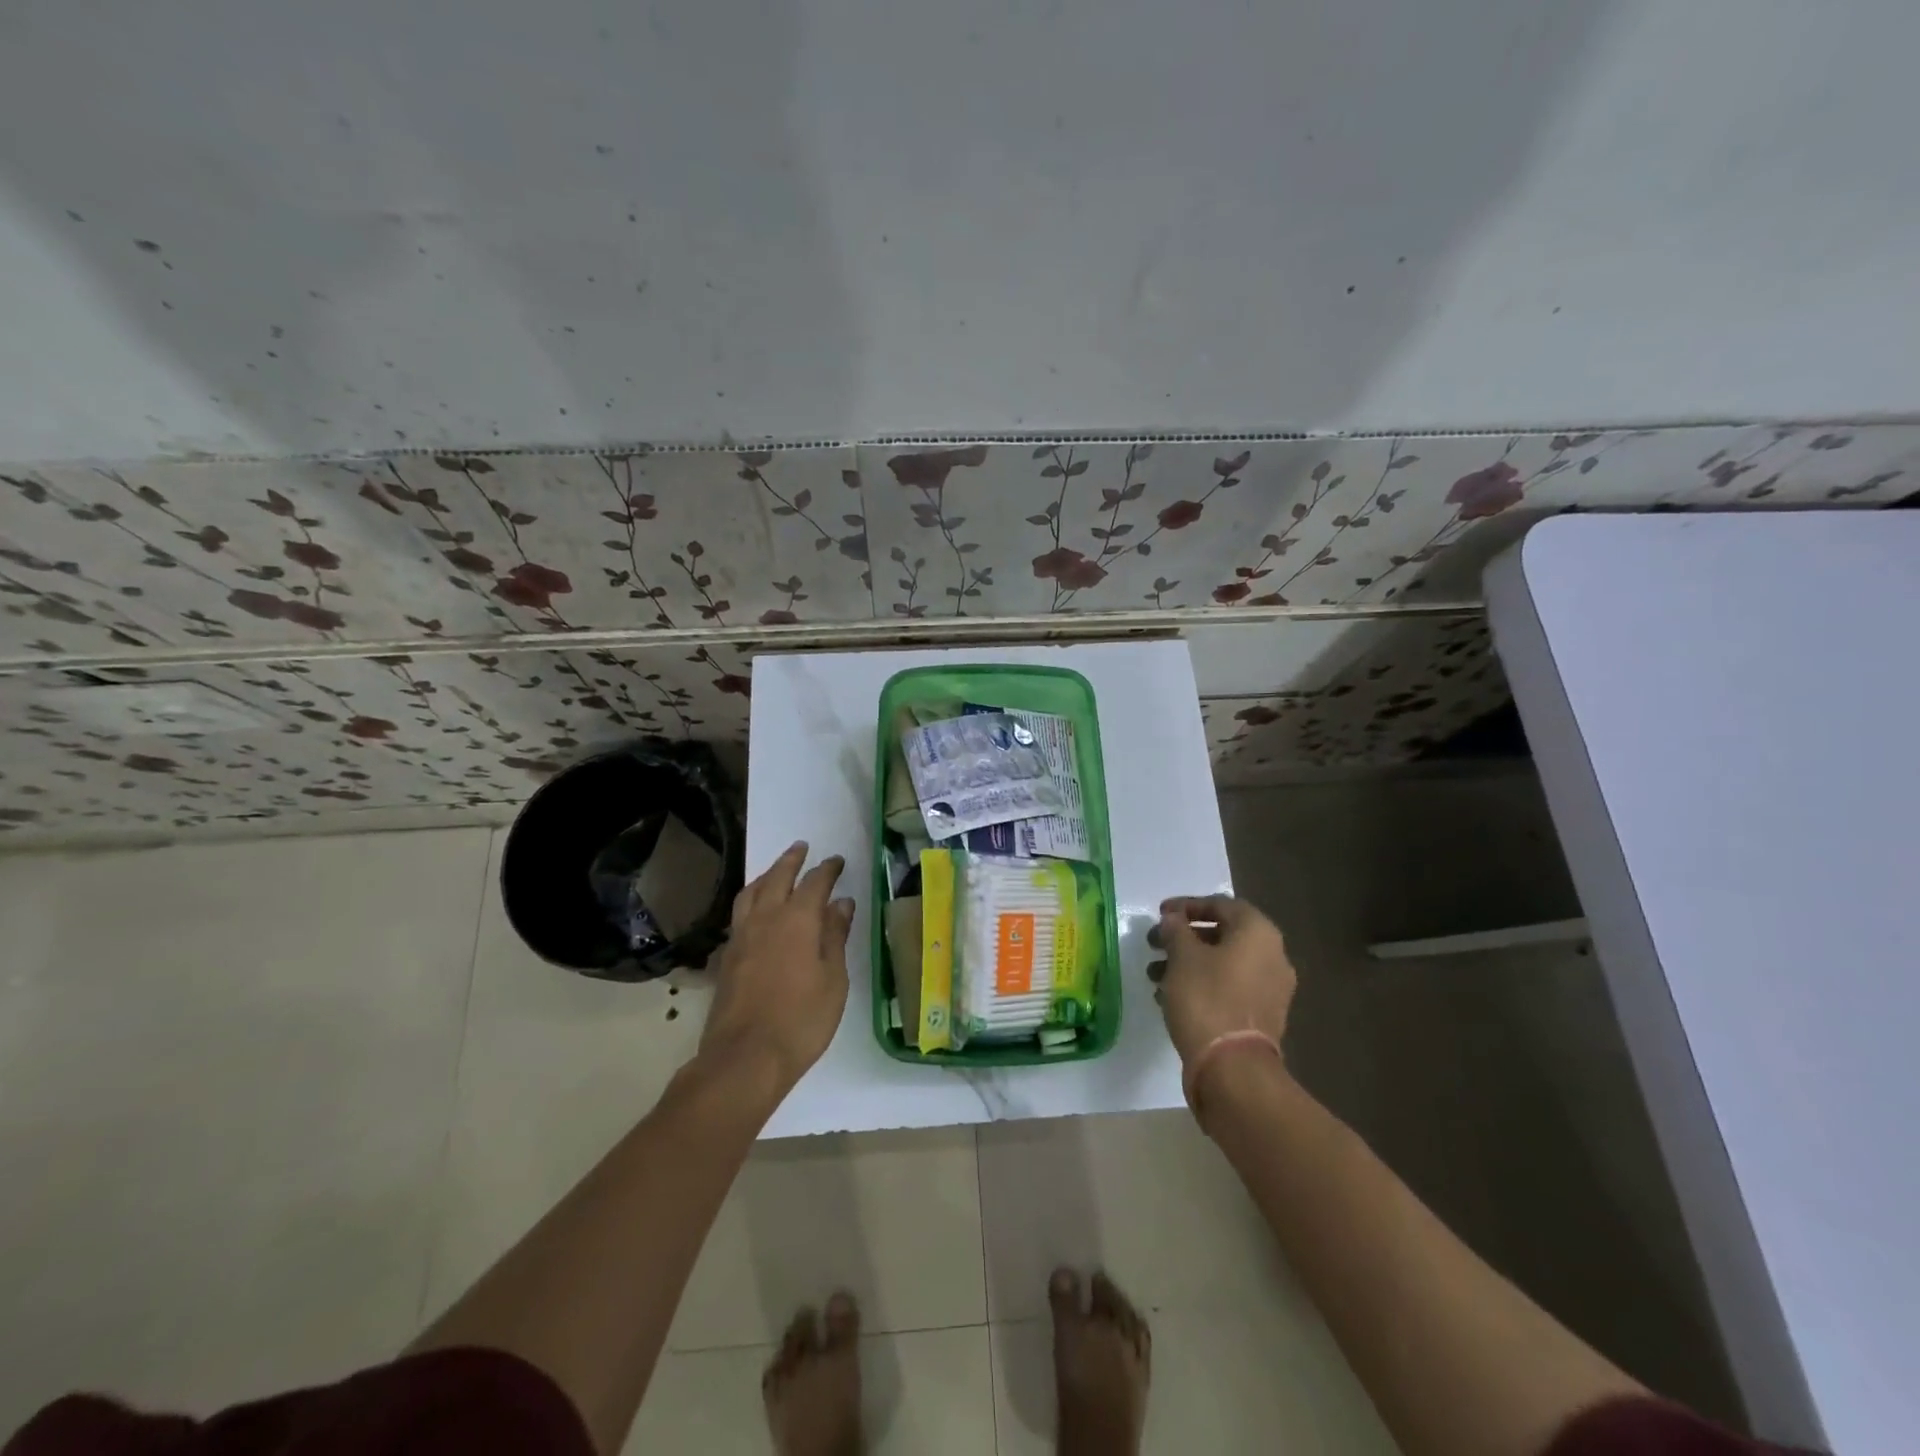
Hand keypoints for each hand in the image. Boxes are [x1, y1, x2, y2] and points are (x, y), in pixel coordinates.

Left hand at [700, 841, 854, 1097]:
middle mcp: (765, 919)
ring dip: (766, 875)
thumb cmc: (801, 1019)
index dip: (827, 869)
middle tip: (802, 847)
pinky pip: (740, 913)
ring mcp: (741, 937)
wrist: (745, 1058)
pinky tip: (756, 910)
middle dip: (791, 860)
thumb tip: (840, 903)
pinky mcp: (728, 957)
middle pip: (777, 877)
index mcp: (797, 920)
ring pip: (751, 892)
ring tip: (776, 871)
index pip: (814, 882)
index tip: (837, 861)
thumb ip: (835, 936)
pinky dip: (751, 899)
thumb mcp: (833, 979)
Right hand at [1148, 895, 1295, 1101]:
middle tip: (1154, 944)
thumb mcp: (1182, 956)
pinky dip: (1202, 985)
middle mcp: (1273, 956)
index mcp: (1258, 933)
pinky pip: (1229, 988)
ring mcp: (1271, 989)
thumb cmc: (1206, 998)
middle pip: (1223, 934)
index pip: (1221, 904)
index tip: (1160, 914)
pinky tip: (1171, 996)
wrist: (1233, 1068)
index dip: (1186, 905)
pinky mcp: (1262, 1017)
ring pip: (1223, 964)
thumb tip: (1173, 920)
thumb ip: (1176, 930)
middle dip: (1184, 938)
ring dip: (1188, 963)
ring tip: (1154, 975)